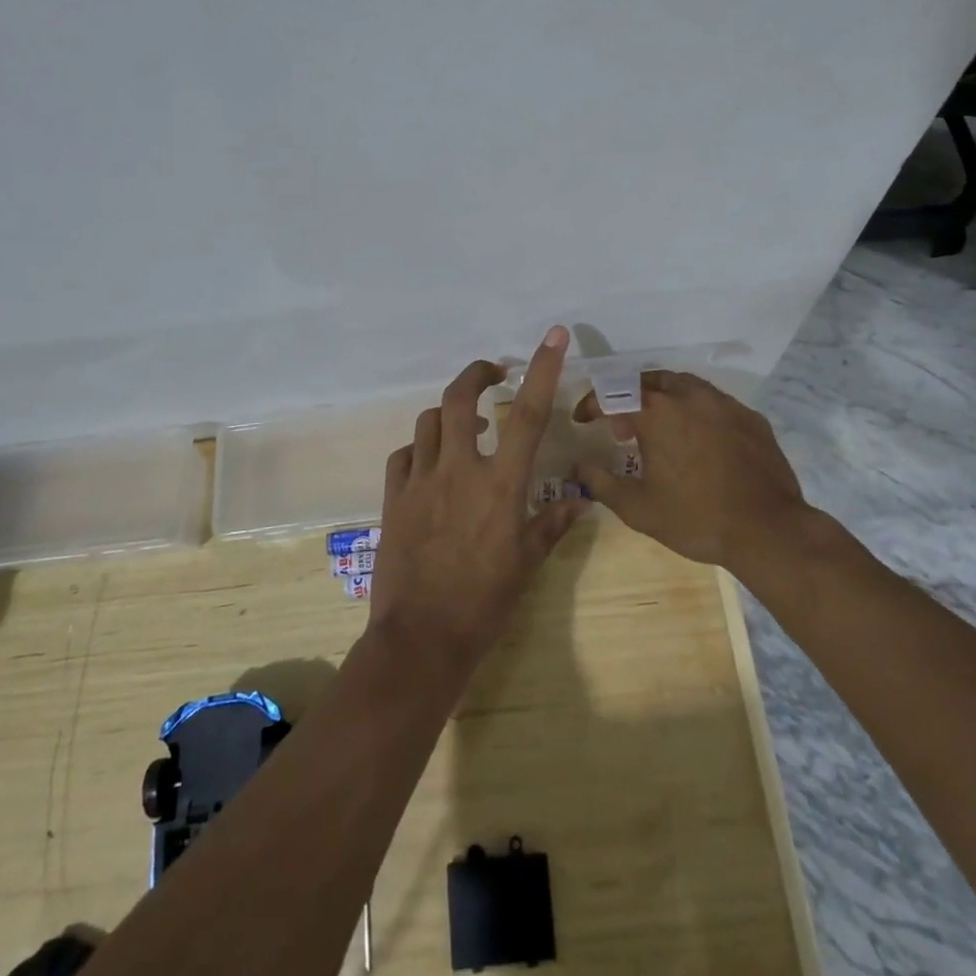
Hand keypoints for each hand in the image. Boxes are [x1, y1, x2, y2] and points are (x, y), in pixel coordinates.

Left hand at [368, 327, 582, 673]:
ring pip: (427, 421)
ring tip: (464, 425)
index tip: (553, 336)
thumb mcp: (527, 563)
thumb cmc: (485, 603)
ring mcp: (420, 480)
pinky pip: (404, 454)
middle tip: (492, 374)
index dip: (542, 369)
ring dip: (448, 413)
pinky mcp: (394, 497)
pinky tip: (430, 462)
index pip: (527, 414)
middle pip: (458, 398)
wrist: (422, 639)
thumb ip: (552, 525)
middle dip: (476, 374)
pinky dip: (419, 448)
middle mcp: (459, 470)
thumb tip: (581, 501)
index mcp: (500, 485)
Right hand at [572, 371, 808, 569]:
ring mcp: (724, 403)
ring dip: (663, 398)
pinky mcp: (750, 417)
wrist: (767, 530)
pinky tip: (698, 439)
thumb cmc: (694, 518)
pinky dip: (695, 411)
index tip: (582, 420)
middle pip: (648, 381)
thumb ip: (601, 482)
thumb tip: (578, 466)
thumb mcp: (637, 508)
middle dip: (628, 397)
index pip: (612, 395)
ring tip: (660, 428)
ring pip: (684, 385)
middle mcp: (689, 396)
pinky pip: (714, 402)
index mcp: (656, 413)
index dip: (591, 405)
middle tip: (622, 427)